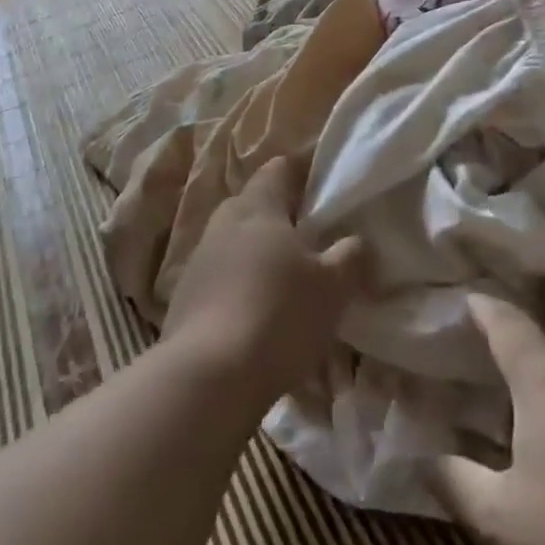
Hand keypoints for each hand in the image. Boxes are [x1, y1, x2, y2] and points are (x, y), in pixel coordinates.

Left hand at [162, 157, 369, 405]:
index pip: (279, 168)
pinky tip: (256, 313)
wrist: (208, 375)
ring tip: (285, 279)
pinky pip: (219, 276)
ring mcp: (199, 258)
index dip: (302, 172)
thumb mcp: (333, 287)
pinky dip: (238, 284)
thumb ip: (351, 257)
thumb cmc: (278, 314)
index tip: (323, 189)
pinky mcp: (184, 296)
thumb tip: (359, 242)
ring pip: (234, 241)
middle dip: (279, 216)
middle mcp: (224, 221)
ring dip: (257, 252)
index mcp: (259, 206)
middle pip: (254, 203)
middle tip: (309, 238)